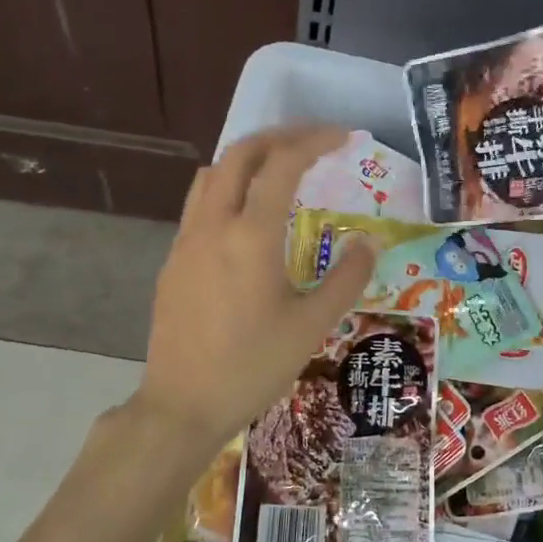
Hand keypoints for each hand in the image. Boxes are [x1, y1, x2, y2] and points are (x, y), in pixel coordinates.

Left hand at [136, 124, 375, 450]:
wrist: (183, 404)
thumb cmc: (253, 366)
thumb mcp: (312, 325)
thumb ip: (346, 278)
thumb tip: (369, 241)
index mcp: (251, 235)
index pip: (283, 165)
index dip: (315, 141)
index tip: (344, 138)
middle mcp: (213, 225)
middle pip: (240, 153)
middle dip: (279, 137)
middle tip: (314, 142)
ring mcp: (186, 241)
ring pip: (212, 174)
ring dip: (248, 159)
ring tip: (280, 170)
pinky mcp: (173, 261)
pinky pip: (199, 204)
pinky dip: (228, 188)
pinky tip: (247, 218)